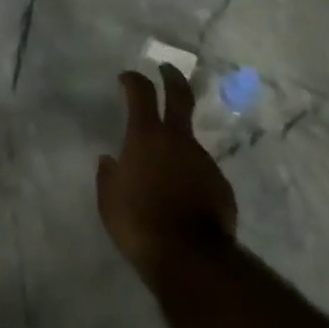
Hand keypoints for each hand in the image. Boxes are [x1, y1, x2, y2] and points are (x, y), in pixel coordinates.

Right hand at [97, 65, 237, 284]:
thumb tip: (109, 160)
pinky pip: (200, 172)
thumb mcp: (109, 200)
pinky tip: (182, 197)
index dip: (133, 79)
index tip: (127, 76)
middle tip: (166, 69)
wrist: (190, 258)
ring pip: (189, 141)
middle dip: (171, 77)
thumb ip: (108, 175)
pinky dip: (190, 176)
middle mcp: (178, 139)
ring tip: (164, 171)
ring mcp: (204, 160)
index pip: (141, 92)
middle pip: (179, 95)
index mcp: (146, 136)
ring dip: (177, 145)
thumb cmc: (139, 223)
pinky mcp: (221, 184)